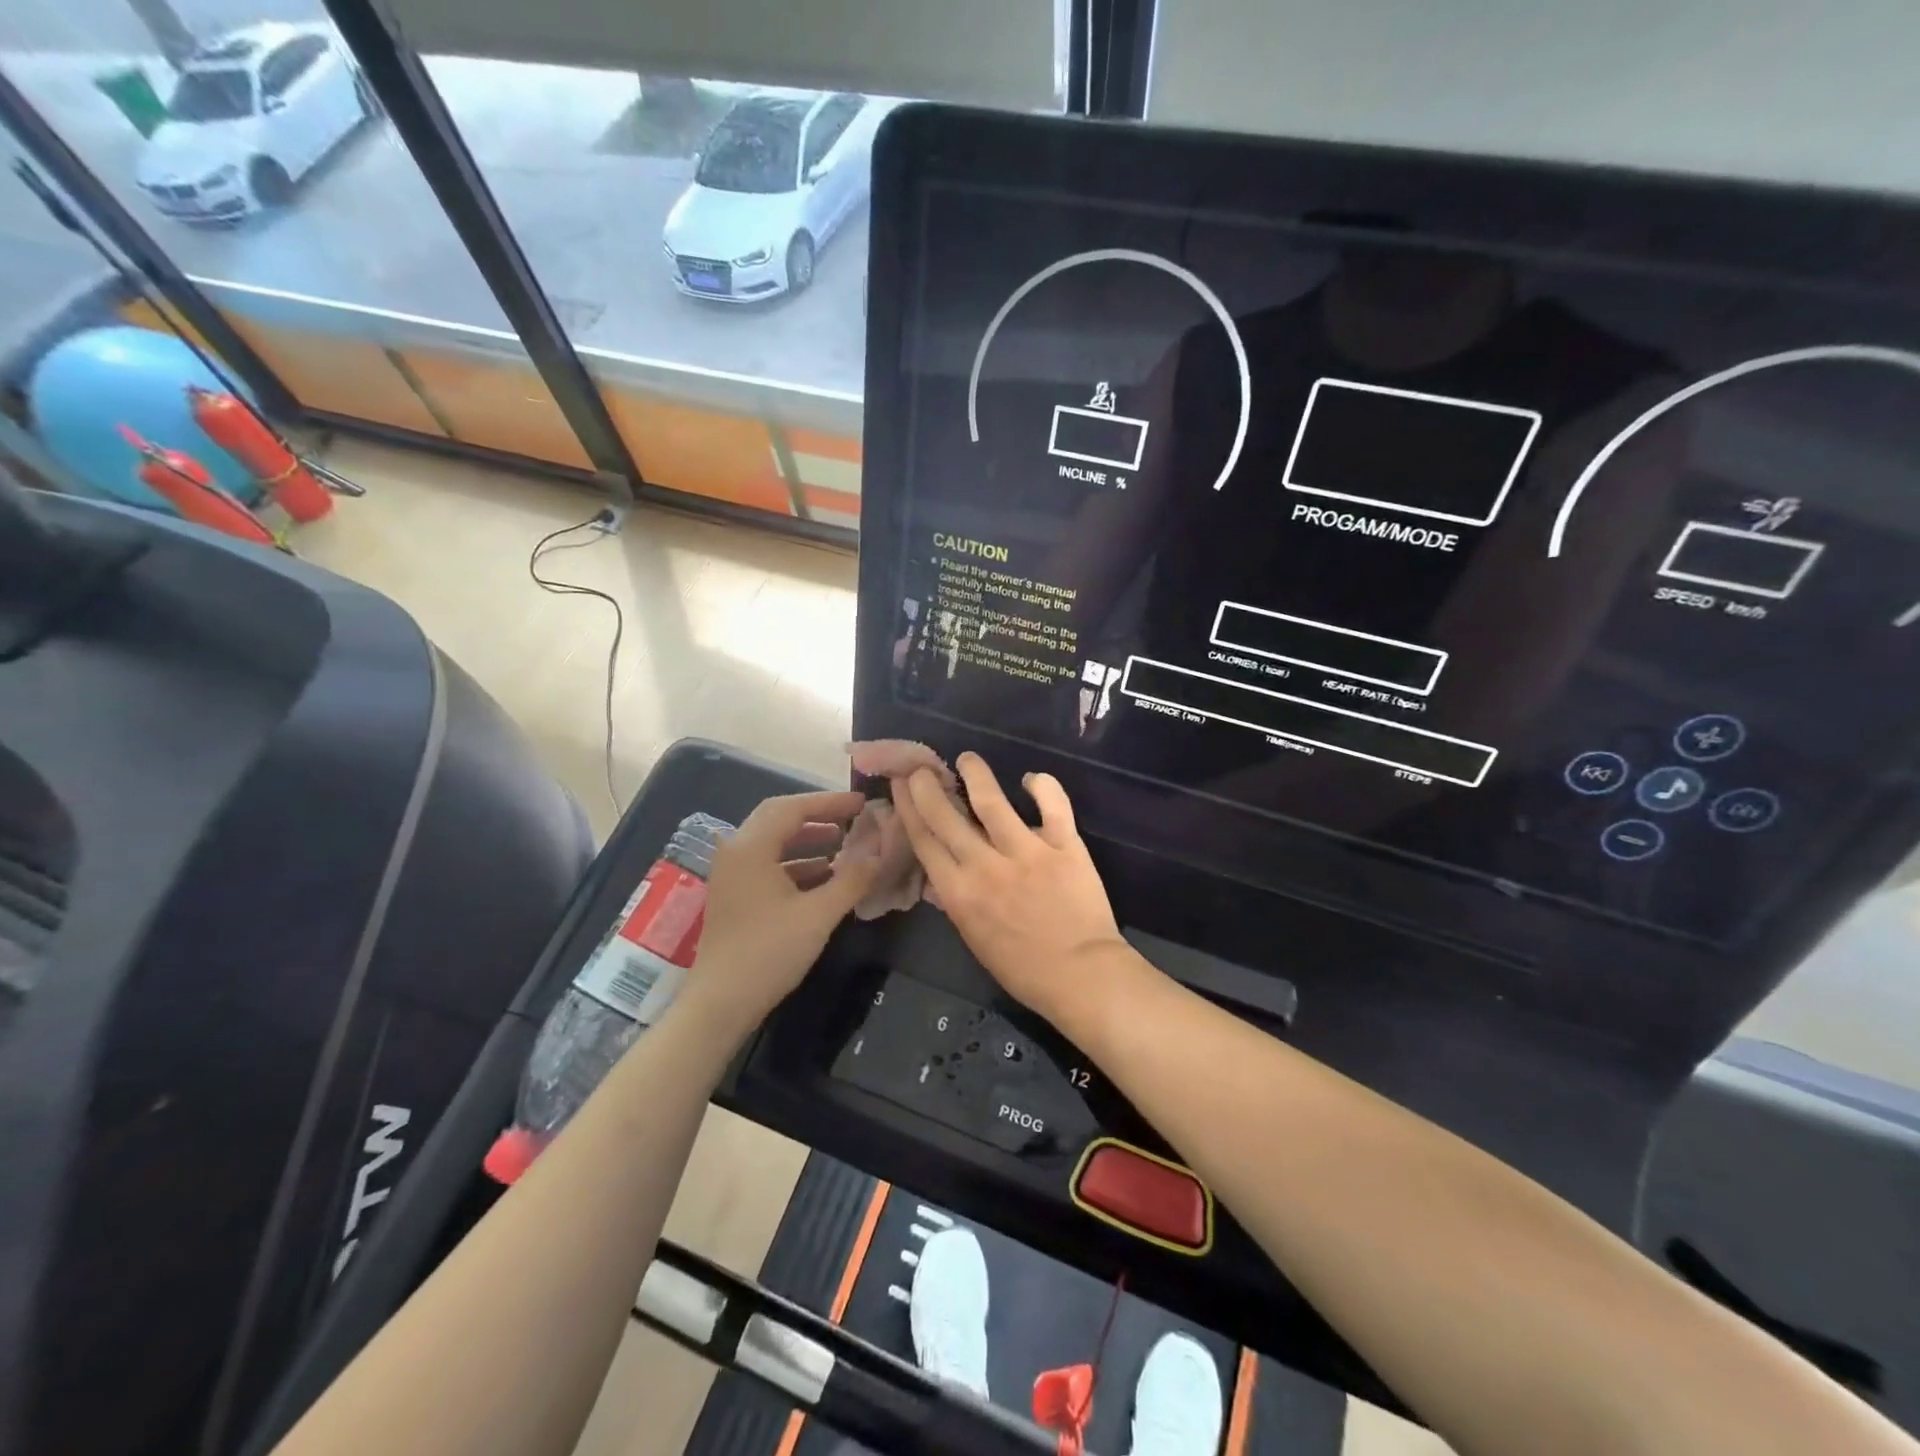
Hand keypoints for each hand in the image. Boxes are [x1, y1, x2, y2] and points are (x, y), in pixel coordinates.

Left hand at [685, 790, 882, 1033]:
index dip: (830, 802)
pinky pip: (768, 864)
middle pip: (779, 818)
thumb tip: (879, 853)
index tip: (862, 803)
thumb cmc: (768, 953)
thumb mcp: (818, 915)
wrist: (720, 1004)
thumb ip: (852, 879)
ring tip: (843, 844)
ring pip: (773, 842)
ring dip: (808, 839)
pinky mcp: (734, 895)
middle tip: (852, 817)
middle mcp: (736, 852)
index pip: (793, 808)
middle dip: (818, 815)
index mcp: (751, 847)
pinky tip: (823, 876)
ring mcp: (732, 874)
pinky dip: (796, 862)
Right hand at [895, 753, 1127, 1022]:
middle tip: (921, 767)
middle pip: (946, 815)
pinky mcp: (1064, 845)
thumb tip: (944, 869)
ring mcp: (1025, 851)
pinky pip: (1052, 804)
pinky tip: (1031, 778)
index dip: (908, 808)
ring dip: (975, 773)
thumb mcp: (974, 937)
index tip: (901, 785)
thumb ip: (958, 899)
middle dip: (927, 786)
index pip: (924, 840)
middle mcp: (984, 865)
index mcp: (958, 892)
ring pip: (992, 800)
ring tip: (968, 759)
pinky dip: (1042, 785)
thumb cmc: (1023, 968)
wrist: (1080, 976)